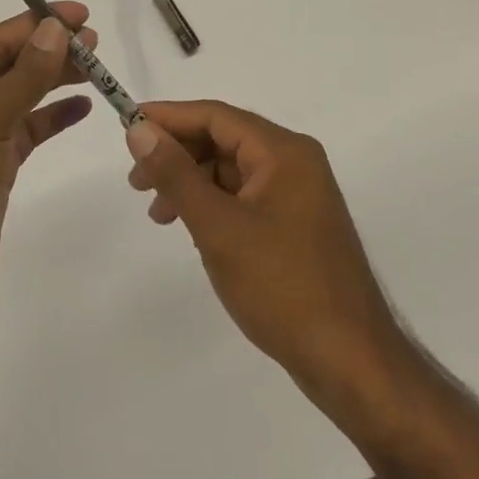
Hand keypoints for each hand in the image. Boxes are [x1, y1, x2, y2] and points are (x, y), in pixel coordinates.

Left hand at [0, 5, 96, 340]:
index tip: (81, 13)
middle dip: (49, 48)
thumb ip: (23, 76)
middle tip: (95, 41)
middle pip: (9, 64)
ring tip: (94, 67)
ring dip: (54, 79)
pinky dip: (52, 117)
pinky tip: (80, 107)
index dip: (37, 22)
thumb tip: (54, 28)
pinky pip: (26, 130)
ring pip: (20, 95)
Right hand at [125, 101, 404, 400]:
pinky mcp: (296, 224)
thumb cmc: (282, 287)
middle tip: (136, 182)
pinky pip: (245, 197)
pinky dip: (213, 205)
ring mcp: (299, 194)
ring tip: (159, 215)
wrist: (350, 363)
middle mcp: (294, 162)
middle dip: (178, 154)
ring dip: (192, 183)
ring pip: (232, 170)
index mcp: (283, 152)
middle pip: (224, 139)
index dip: (169, 117)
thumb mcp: (218, 227)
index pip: (216, 116)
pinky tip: (193, 229)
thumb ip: (176, 174)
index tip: (128, 126)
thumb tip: (139, 130)